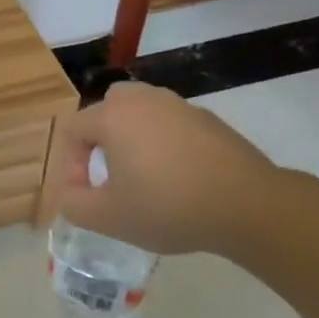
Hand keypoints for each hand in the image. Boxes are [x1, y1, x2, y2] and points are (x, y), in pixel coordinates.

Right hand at [54, 82, 277, 254]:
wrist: (248, 206)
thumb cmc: (167, 207)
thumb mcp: (106, 217)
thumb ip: (73, 203)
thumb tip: (71, 192)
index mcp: (114, 116)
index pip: (73, 129)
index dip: (70, 164)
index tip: (86, 194)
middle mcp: (145, 100)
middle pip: (108, 108)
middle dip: (99, 139)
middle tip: (108, 173)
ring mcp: (181, 106)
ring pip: (142, 113)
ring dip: (132, 139)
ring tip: (142, 176)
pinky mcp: (210, 120)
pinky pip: (171, 124)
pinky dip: (164, 143)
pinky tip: (177, 177)